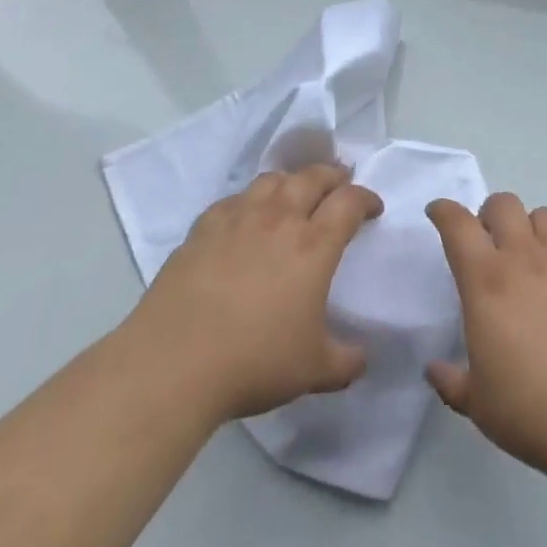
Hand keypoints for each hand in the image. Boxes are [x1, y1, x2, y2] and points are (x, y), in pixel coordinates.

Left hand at [126, 164, 382, 423]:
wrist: (173, 363)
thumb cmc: (253, 362)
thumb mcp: (312, 370)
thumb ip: (345, 361)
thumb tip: (363, 359)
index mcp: (314, 245)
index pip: (349, 202)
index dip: (366, 199)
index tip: (373, 208)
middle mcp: (280, 218)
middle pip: (313, 176)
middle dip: (333, 176)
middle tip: (340, 185)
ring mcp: (239, 218)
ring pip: (272, 179)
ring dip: (292, 181)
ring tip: (295, 193)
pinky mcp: (203, 227)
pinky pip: (234, 199)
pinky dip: (250, 200)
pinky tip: (246, 217)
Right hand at [425, 193, 546, 478]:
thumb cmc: (531, 409)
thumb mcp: (478, 404)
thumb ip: (452, 381)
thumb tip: (433, 369)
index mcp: (486, 281)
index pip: (458, 226)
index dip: (444, 211)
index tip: (438, 211)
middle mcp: (523, 257)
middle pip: (503, 204)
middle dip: (490, 214)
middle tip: (489, 241)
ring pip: (543, 215)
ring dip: (530, 228)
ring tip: (531, 257)